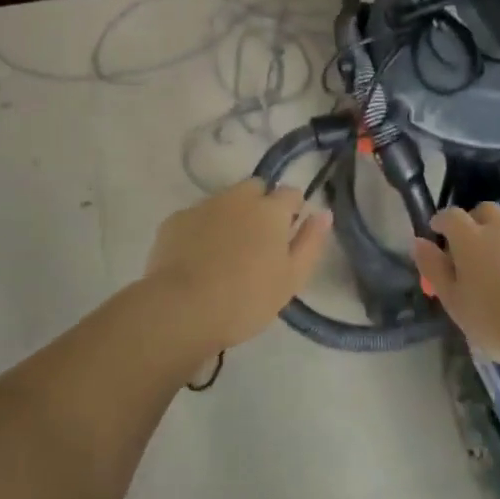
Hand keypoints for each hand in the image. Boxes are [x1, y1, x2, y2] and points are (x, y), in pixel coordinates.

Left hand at [139, 180, 332, 360]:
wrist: (182, 309)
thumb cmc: (247, 299)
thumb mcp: (291, 279)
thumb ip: (310, 242)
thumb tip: (323, 213)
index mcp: (270, 210)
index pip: (290, 193)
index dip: (292, 211)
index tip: (287, 235)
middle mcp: (237, 198)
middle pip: (255, 189)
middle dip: (260, 205)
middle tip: (257, 243)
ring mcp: (203, 206)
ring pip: (224, 201)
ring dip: (230, 216)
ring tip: (225, 253)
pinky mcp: (175, 220)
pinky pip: (197, 217)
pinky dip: (201, 230)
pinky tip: (197, 258)